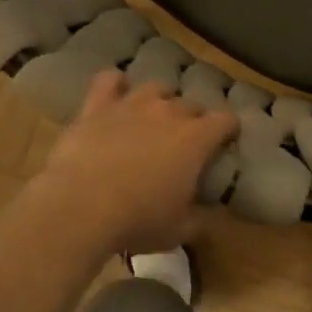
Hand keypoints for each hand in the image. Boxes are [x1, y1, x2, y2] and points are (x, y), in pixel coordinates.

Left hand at [34, 71, 239, 255]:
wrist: (82, 206)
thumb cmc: (138, 220)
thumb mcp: (178, 230)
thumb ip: (197, 220)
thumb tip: (204, 218)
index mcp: (195, 140)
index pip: (225, 121)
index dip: (229, 129)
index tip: (226, 141)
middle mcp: (168, 113)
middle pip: (191, 103)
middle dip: (194, 118)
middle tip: (187, 139)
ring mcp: (131, 105)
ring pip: (155, 87)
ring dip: (160, 99)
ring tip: (155, 114)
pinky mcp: (97, 107)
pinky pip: (108, 81)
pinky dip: (115, 83)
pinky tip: (116, 90)